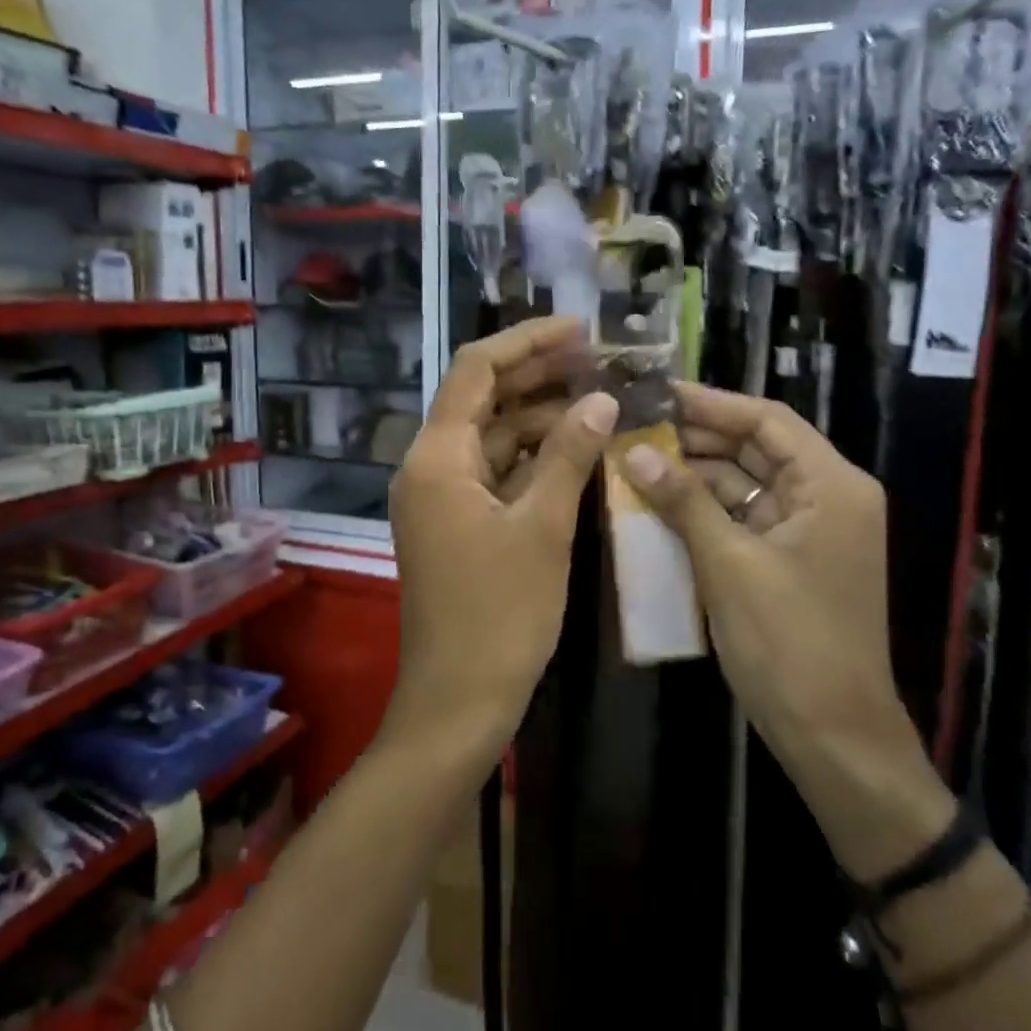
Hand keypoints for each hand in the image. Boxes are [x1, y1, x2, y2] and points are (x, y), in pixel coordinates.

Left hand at [386, 318, 617, 766]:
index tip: (578, 328)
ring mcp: (441, 497)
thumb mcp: (543, 528)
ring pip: (491, 437)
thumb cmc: (500, 614)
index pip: (476, 370)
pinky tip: (575, 448)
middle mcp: (429, 467)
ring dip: (539, 417)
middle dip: (537, 375)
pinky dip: (532, 457)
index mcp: (437, 457)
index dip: (526, 342)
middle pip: (482, 399)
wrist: (459, 701)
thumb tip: (600, 398)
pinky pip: (495, 472)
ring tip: (597, 396)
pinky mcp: (457, 523)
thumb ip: (569, 455)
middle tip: (597, 359)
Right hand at [618, 383, 953, 879]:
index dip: (711, 403)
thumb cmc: (789, 643)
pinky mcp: (787, 560)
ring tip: (633, 460)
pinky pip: (741, 519)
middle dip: (695, 439)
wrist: (833, 738)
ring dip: (693, 476)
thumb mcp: (729, 564)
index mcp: (832, 486)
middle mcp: (826, 497)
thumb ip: (684, 501)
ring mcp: (807, 531)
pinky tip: (657, 503)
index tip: (656, 393)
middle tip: (633, 426)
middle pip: (755, 449)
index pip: (767, 421)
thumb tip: (634, 452)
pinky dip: (703, 511)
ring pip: (744, 485)